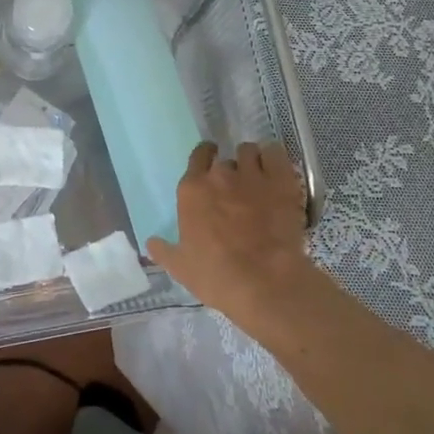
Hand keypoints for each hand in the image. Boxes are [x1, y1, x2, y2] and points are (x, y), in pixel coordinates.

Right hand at [146, 142, 317, 321]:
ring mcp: (252, 174)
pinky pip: (275, 152)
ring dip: (252, 161)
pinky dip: (274, 158)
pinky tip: (276, 171)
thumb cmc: (216, 275)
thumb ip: (164, 251)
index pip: (196, 157)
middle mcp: (219, 175)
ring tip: (258, 177)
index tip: (209, 164)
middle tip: (236, 189)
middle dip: (229, 171)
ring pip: (249, 151)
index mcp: (192, 191)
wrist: (264, 282)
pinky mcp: (281, 180)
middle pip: (223, 159)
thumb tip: (151, 242)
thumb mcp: (180, 268)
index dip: (204, 158)